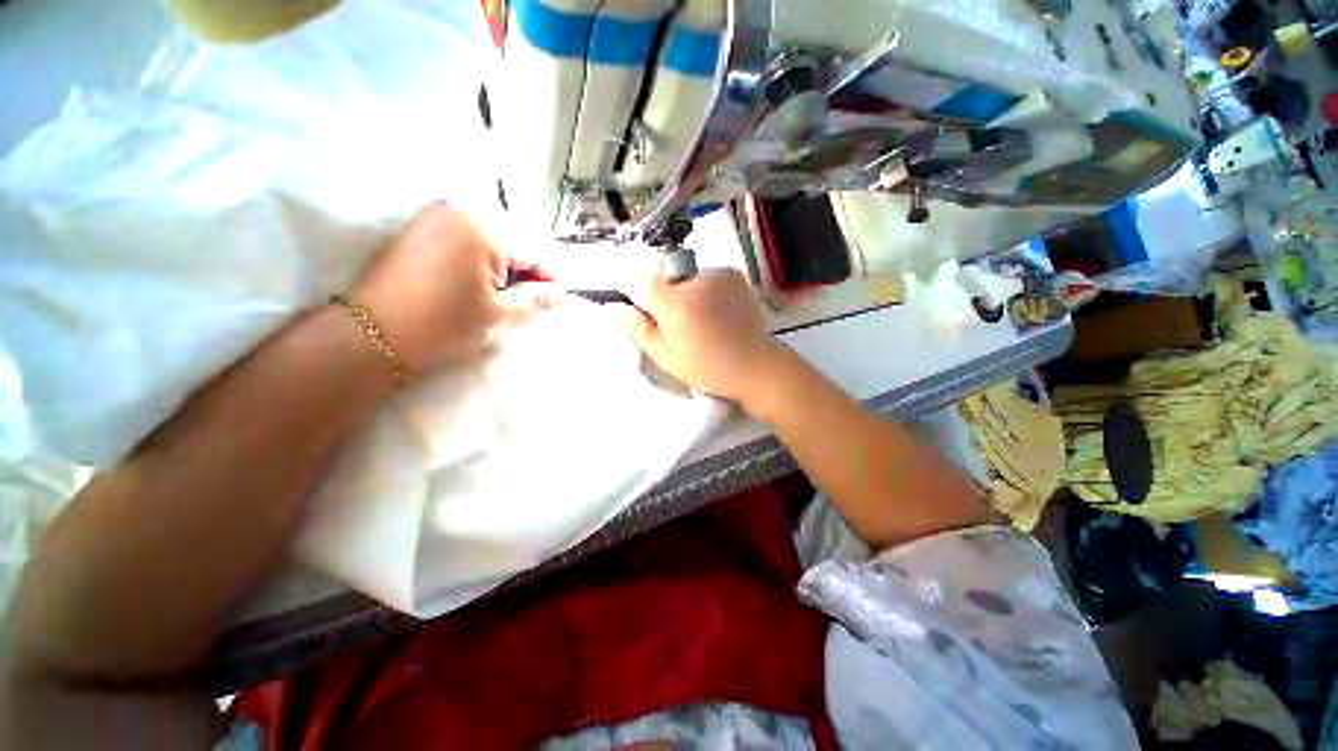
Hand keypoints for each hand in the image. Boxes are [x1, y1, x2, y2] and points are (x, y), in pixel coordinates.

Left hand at [354, 203, 550, 369]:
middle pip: (513, 239)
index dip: (550, 276)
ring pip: (491, 237)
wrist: (376, 333)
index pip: (533, 250)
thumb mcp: (499, 313)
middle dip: (527, 268)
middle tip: (532, 298)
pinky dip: (481, 256)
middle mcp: (460, 210)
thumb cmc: (445, 324)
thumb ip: (535, 298)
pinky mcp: (422, 225)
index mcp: (484, 229)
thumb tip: (559, 294)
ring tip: (507, 292)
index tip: (559, 296)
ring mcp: (437, 214)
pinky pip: (466, 235)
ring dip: (505, 262)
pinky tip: (481, 280)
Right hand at [618, 269, 783, 404]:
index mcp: (676, 304)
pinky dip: (703, 289)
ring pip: (684, 275)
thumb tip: (614, 309)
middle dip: (663, 295)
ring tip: (701, 319)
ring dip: (684, 291)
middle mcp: (696, 280)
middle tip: (678, 324)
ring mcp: (718, 274)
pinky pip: (704, 274)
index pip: (641, 279)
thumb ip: (639, 330)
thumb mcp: (667, 358)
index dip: (641, 296)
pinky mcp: (733, 274)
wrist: (756, 365)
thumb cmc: (709, 368)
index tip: (649, 315)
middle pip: (663, 275)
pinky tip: (715, 311)